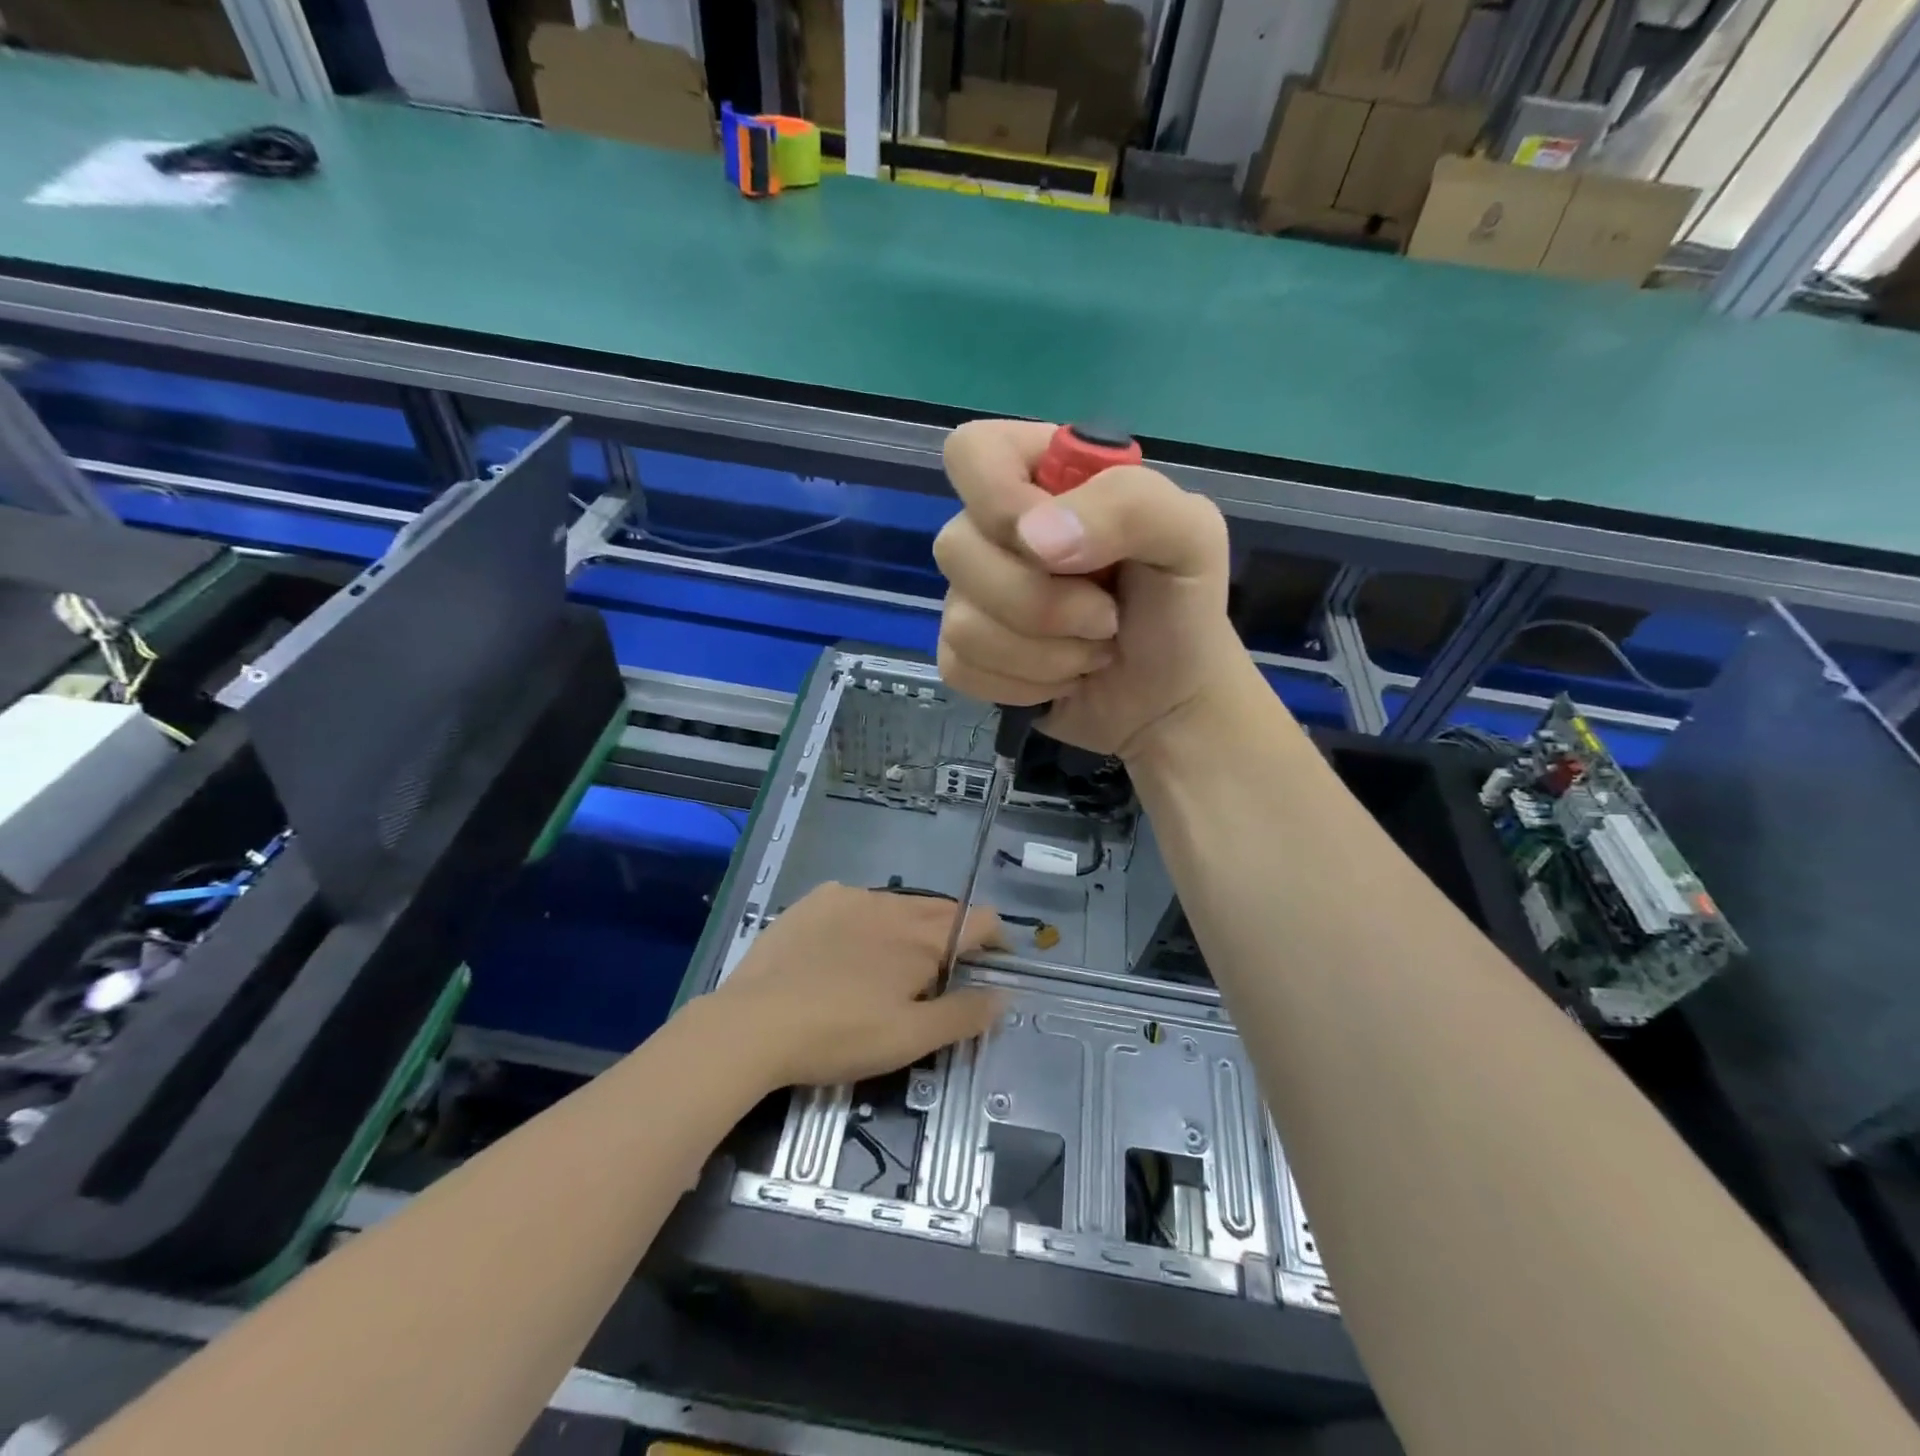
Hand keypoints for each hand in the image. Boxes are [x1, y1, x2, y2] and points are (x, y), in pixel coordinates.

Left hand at [707, 884, 1004, 1089]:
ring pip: (897, 904)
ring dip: (909, 927)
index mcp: (922, 938)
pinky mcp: (814, 900)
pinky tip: (845, 949)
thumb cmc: (840, 1035)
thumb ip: (964, 1015)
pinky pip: (856, 901)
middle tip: (941, 974)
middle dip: (954, 935)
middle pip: (942, 909)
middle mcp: (892, 906)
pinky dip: (866, 920)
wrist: (753, 1024)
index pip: (980, 919)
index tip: (994, 965)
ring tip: (890, 964)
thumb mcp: (910, 1039)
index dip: (996, 939)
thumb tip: (1004, 995)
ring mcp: (850, 897)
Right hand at [934, 419, 1240, 760]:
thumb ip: (1128, 507)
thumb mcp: (1190, 536)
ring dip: (1044, 654)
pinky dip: (1024, 686)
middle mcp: (997, 531)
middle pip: (956, 548)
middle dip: (1042, 603)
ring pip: (962, 624)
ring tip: (1093, 651)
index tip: (1055, 549)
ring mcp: (973, 595)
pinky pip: (960, 668)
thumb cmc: (1182, 609)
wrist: (1170, 702)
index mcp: (1044, 477)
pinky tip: (1062, 677)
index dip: (999, 500)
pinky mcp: (964, 654)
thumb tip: (1033, 538)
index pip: (973, 453)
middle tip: (1105, 616)